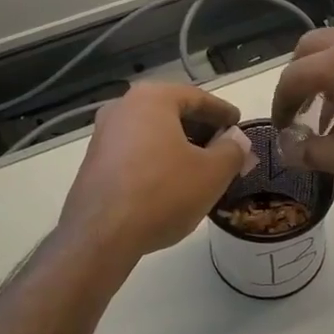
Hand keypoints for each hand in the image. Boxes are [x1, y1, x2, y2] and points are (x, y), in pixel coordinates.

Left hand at [58, 82, 255, 258]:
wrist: (101, 235)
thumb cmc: (163, 193)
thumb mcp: (212, 173)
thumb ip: (232, 150)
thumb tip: (237, 141)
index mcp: (152, 98)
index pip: (197, 98)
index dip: (223, 112)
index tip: (239, 124)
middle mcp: (122, 107)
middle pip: (172, 112)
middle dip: (201, 130)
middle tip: (224, 148)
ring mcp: (103, 135)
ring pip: (152, 133)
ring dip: (179, 145)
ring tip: (201, 168)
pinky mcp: (94, 162)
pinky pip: (135, 151)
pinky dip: (157, 159)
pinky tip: (171, 183)